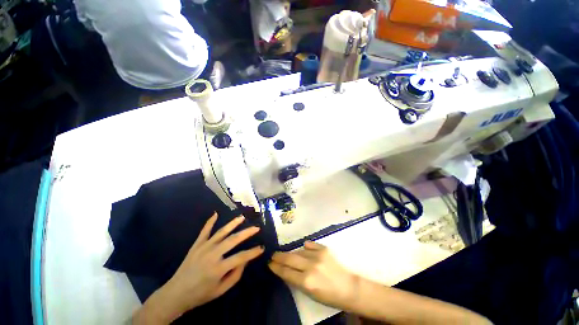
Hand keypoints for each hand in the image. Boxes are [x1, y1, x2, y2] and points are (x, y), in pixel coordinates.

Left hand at [135, 213, 263, 323]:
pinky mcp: (196, 245)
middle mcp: (212, 255)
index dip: (253, 252)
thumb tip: (245, 260)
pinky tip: (215, 213)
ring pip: (221, 232)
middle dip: (247, 233)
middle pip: (233, 240)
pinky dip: (210, 222)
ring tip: (242, 217)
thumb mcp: (221, 290)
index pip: (240, 257)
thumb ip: (235, 275)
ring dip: (233, 223)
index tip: (262, 248)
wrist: (175, 294)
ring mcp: (203, 247)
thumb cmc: (201, 294)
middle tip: (256, 228)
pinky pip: (204, 231)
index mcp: (218, 268)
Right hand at [268, 241, 359, 310]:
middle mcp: (310, 267)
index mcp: (306, 282)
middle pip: (289, 259)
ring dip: (292, 253)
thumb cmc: (328, 296)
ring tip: (286, 254)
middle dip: (279, 257)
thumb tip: (286, 270)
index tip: (269, 263)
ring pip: (298, 251)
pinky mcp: (324, 249)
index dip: (276, 267)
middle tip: (273, 255)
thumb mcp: (309, 293)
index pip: (286, 272)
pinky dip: (305, 247)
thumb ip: (296, 281)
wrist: (348, 288)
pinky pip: (310, 245)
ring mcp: (318, 256)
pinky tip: (303, 248)